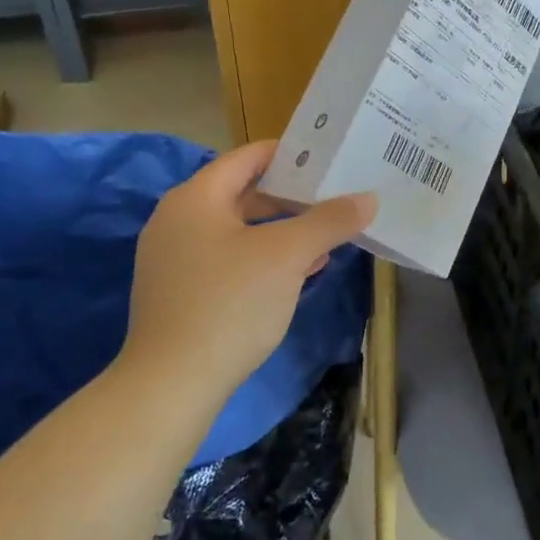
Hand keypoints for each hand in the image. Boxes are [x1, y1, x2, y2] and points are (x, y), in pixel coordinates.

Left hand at [117, 141, 375, 399]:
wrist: (171, 385)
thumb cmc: (230, 304)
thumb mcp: (288, 256)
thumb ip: (329, 221)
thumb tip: (368, 199)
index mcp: (196, 198)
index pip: (247, 157)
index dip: (290, 154)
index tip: (329, 158)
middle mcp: (177, 220)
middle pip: (243, 192)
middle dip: (291, 197)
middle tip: (334, 197)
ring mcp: (174, 258)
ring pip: (238, 229)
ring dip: (281, 230)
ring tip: (326, 235)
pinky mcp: (179, 291)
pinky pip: (228, 258)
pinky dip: (262, 257)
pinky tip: (298, 272)